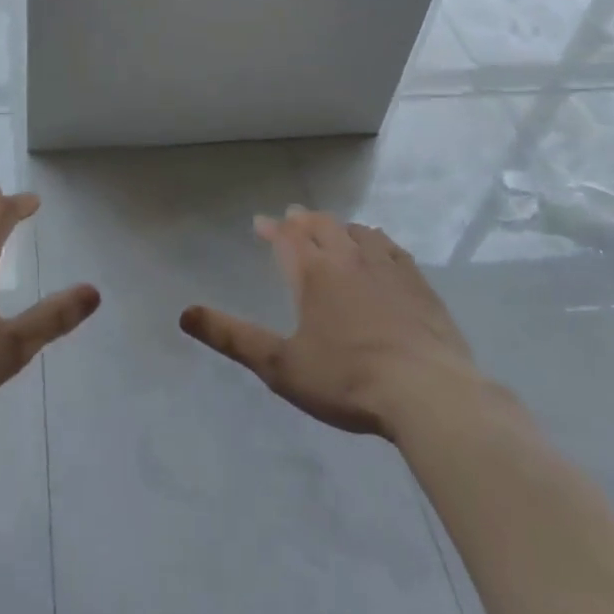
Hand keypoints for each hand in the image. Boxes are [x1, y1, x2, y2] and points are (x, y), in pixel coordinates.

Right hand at [180, 207, 478, 436]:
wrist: (428, 394)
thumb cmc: (347, 380)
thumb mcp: (280, 366)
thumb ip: (232, 338)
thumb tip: (185, 313)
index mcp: (314, 273)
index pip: (287, 238)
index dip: (271, 229)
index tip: (260, 224)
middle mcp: (348, 258)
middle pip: (322, 226)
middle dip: (303, 221)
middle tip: (293, 219)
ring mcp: (387, 268)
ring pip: (358, 232)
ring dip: (339, 227)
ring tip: (333, 230)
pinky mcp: (419, 284)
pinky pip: (391, 248)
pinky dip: (376, 240)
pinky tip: (379, 248)